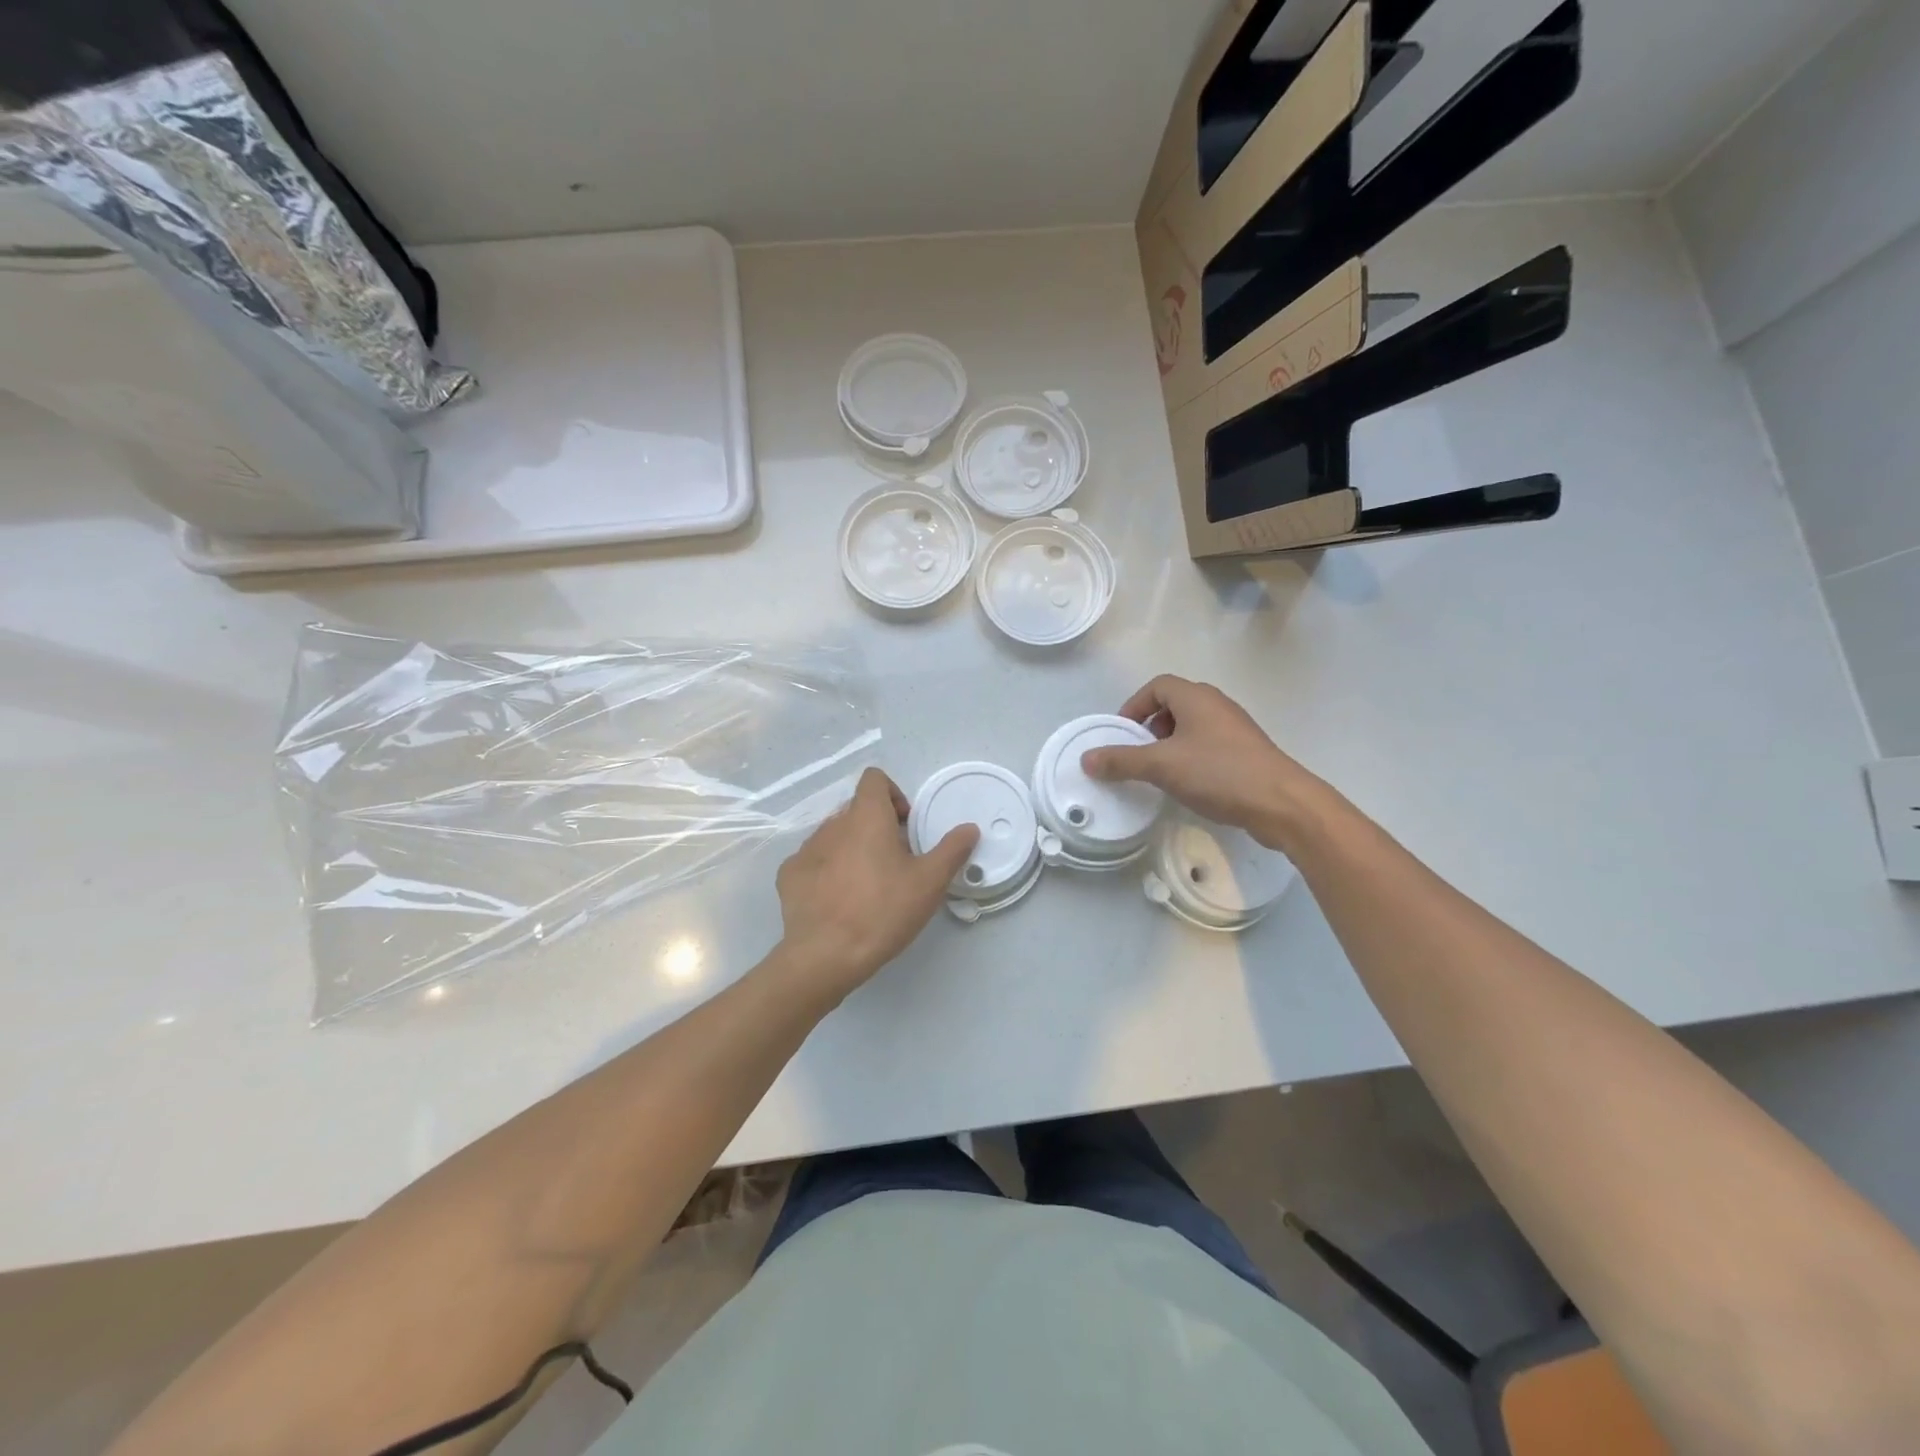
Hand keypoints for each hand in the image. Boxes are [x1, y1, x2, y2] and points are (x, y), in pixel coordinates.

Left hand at [770, 768, 978, 1007]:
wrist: (825, 956)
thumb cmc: (882, 911)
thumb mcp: (929, 883)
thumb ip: (951, 850)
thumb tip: (969, 828)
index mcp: (865, 817)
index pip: (874, 779)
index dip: (893, 795)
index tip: (906, 827)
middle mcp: (832, 825)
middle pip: (856, 810)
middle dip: (877, 827)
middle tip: (895, 863)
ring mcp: (805, 850)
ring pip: (834, 836)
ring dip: (852, 849)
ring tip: (866, 886)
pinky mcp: (789, 876)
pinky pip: (813, 861)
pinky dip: (827, 871)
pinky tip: (838, 900)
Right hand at [1080, 675, 1318, 849]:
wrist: (1282, 803)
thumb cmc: (1218, 773)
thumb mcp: (1161, 766)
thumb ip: (1121, 761)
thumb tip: (1086, 759)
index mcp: (1196, 698)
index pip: (1157, 686)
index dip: (1134, 706)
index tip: (1122, 734)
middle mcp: (1217, 705)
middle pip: (1175, 704)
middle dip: (1150, 727)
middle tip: (1138, 753)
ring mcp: (1235, 729)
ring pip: (1192, 727)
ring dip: (1170, 744)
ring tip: (1160, 771)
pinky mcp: (1246, 753)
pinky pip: (1208, 746)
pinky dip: (1191, 758)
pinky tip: (1188, 784)